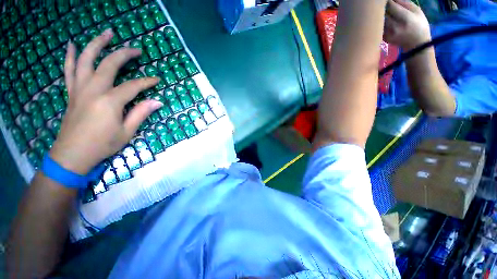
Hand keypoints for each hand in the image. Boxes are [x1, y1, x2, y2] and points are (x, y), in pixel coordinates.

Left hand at [50, 29, 162, 174]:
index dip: (147, 82)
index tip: (157, 79)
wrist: (72, 155)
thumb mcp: (127, 132)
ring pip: (86, 60)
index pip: (133, 86)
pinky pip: (69, 70)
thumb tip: (157, 102)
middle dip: (125, 55)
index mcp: (109, 101)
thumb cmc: (102, 145)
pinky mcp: (72, 93)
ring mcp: (79, 89)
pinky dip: (70, 56)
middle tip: (136, 50)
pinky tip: (72, 45)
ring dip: (96, 44)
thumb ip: (141, 113)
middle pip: (109, 64)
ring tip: (106, 33)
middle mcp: (93, 90)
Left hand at [384, 0, 430, 50]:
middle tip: (385, 6)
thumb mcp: (417, 11)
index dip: (388, 1)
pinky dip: (380, 23)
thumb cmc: (419, 24)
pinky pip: (379, 28)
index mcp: (405, 18)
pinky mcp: (384, 38)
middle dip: (383, 8)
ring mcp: (388, 34)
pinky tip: (385, 22)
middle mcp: (395, 27)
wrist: (416, 44)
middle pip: (383, 13)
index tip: (387, 1)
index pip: (391, 6)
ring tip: (386, 14)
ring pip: (379, 20)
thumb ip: (404, 3)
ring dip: (381, 16)